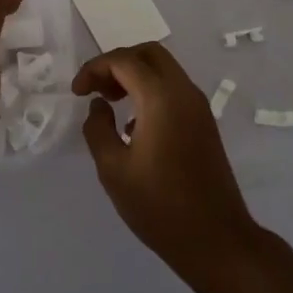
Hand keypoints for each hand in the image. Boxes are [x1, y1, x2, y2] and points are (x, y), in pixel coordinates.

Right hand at [74, 43, 260, 277]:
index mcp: (161, 98)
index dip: (94, 69)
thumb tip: (99, 106)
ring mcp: (199, 107)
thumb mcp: (113, 170)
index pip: (124, 61)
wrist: (216, 239)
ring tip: (110, 103)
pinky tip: (134, 125)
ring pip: (164, 69)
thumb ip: (98, 129)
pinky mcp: (205, 123)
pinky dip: (150, 91)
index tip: (76, 93)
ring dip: (135, 76)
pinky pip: (174, 89)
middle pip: (149, 54)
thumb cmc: (159, 206)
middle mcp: (184, 92)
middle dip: (117, 63)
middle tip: (96, 90)